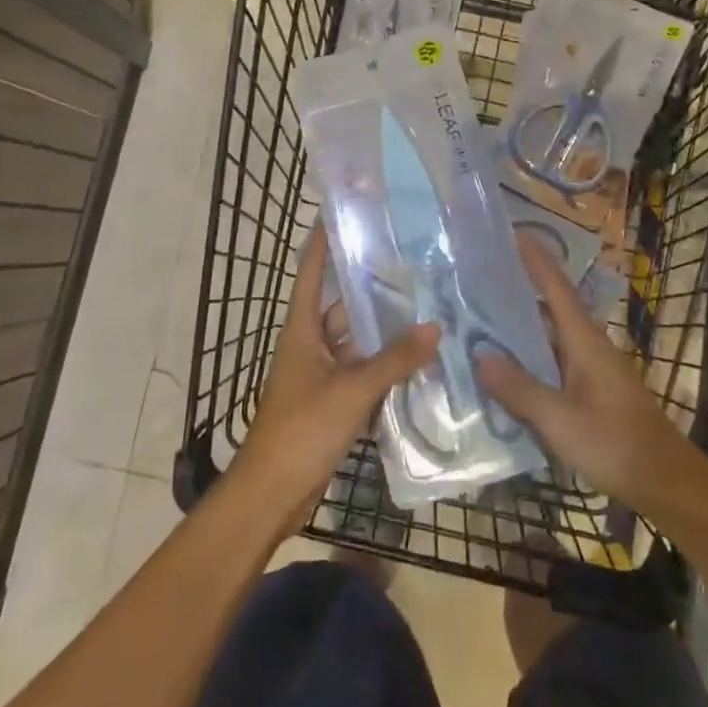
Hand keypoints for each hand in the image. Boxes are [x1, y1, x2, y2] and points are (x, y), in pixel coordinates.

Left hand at [233, 226, 438, 531]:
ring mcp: (321, 375)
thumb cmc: (302, 430)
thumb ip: (395, 359)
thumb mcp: (352, 390)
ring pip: (356, 342)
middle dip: (371, 289)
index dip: (322, 242)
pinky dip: (385, 366)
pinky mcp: (332, 402)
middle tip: (411, 266)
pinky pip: (362, 372)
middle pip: (341, 307)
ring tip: (425, 308)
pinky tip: (417, 360)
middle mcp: (310, 345)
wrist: (271, 495)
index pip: (312, 273)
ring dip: (384, 332)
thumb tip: (436, 327)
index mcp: (302, 331)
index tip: (340, 211)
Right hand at [475, 233, 697, 512]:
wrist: (665, 480)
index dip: (536, 259)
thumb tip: (480, 356)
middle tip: (482, 276)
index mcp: (584, 340)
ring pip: (551, 336)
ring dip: (522, 325)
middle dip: (521, 288)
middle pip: (552, 306)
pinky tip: (509, 369)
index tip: (514, 232)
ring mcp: (593, 368)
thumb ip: (520, 389)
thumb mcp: (560, 420)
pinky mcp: (592, 390)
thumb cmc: (615, 443)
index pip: (557, 287)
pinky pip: (554, 360)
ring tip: (484, 317)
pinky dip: (531, 356)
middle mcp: (589, 345)